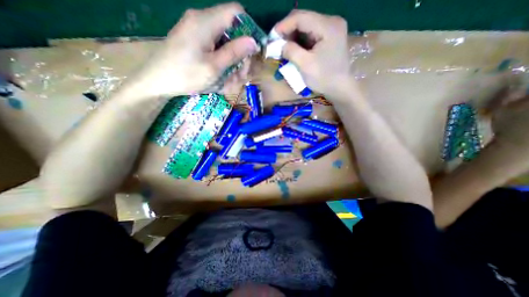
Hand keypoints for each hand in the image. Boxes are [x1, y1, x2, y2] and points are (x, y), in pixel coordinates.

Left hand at [130, 2, 257, 99]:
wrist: (156, 81)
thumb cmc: (185, 75)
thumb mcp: (214, 67)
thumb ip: (234, 52)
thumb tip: (253, 41)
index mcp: (205, 22)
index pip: (236, 13)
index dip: (249, 30)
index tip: (252, 52)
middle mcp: (202, 21)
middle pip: (232, 31)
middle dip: (240, 54)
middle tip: (242, 75)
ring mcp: (197, 30)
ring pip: (225, 43)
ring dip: (232, 62)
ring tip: (231, 81)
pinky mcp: (194, 40)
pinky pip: (215, 48)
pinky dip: (222, 62)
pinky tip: (222, 77)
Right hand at [276, 10, 352, 97]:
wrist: (340, 88)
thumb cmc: (324, 78)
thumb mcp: (305, 65)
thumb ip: (291, 51)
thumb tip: (280, 45)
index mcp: (328, 26)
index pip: (301, 17)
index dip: (283, 25)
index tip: (271, 37)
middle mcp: (331, 22)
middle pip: (304, 20)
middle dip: (288, 31)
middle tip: (276, 44)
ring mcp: (331, 30)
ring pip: (306, 27)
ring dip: (293, 37)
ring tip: (283, 48)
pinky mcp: (329, 38)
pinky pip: (311, 35)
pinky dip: (300, 42)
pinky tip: (294, 49)